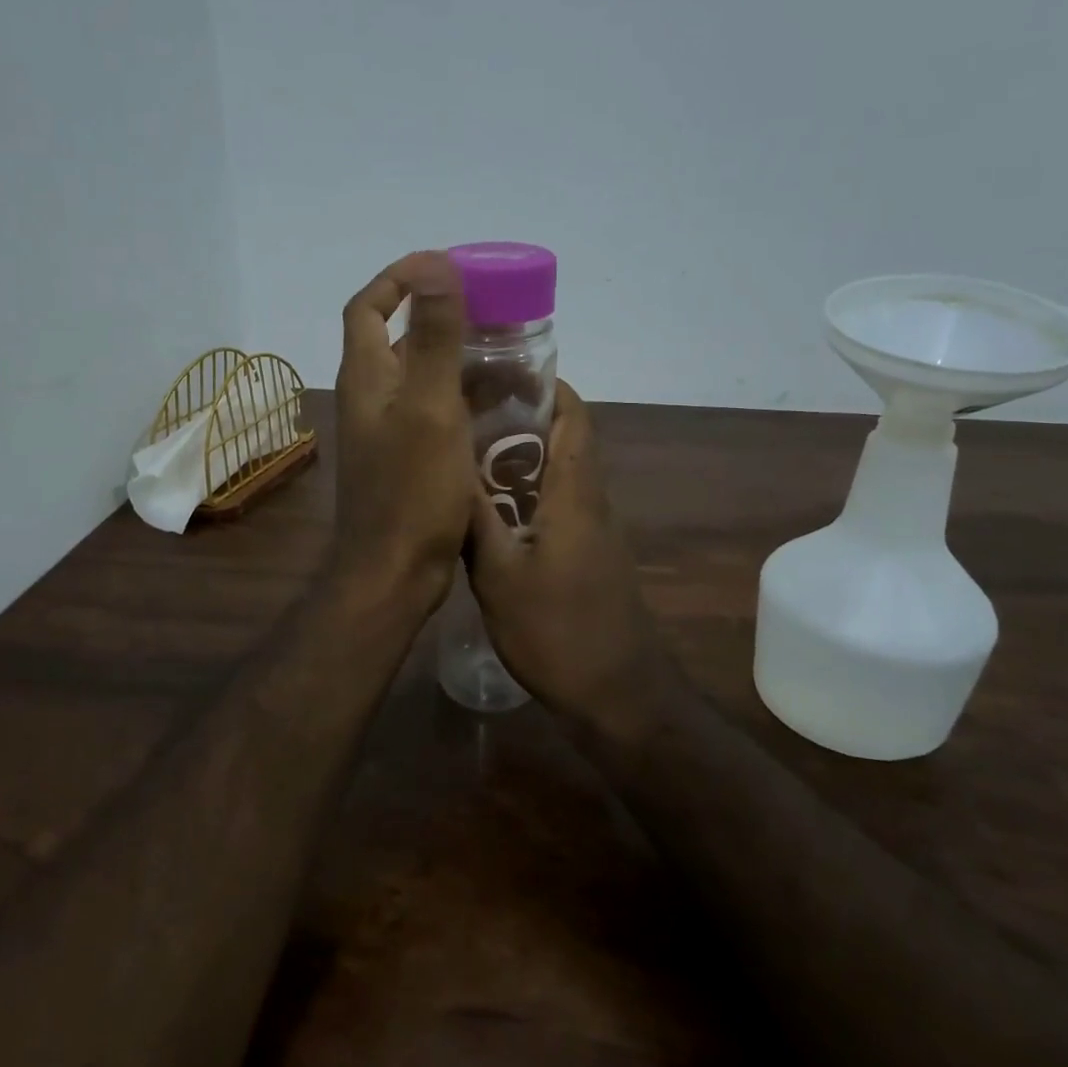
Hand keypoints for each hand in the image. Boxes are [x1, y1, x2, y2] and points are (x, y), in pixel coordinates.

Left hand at [331, 252, 477, 620]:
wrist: (393, 572)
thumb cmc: (412, 491)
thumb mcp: (431, 408)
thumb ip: (436, 337)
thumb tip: (435, 264)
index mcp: (367, 378)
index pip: (367, 307)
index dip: (397, 278)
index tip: (442, 267)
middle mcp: (370, 397)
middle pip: (397, 338)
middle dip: (440, 317)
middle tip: (490, 313)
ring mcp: (386, 430)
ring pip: (420, 376)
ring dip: (457, 359)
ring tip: (507, 356)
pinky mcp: (405, 458)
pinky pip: (433, 411)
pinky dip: (461, 398)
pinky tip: (499, 406)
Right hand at [467, 381, 656, 726]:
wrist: (617, 695)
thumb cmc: (557, 631)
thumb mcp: (499, 574)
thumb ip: (476, 518)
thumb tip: (450, 466)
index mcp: (575, 492)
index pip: (573, 416)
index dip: (545, 385)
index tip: (499, 371)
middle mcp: (589, 501)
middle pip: (562, 439)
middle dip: (519, 418)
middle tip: (464, 411)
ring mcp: (591, 531)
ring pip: (556, 474)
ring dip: (518, 458)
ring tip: (463, 452)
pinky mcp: (587, 557)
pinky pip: (554, 506)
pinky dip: (524, 494)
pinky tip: (485, 510)